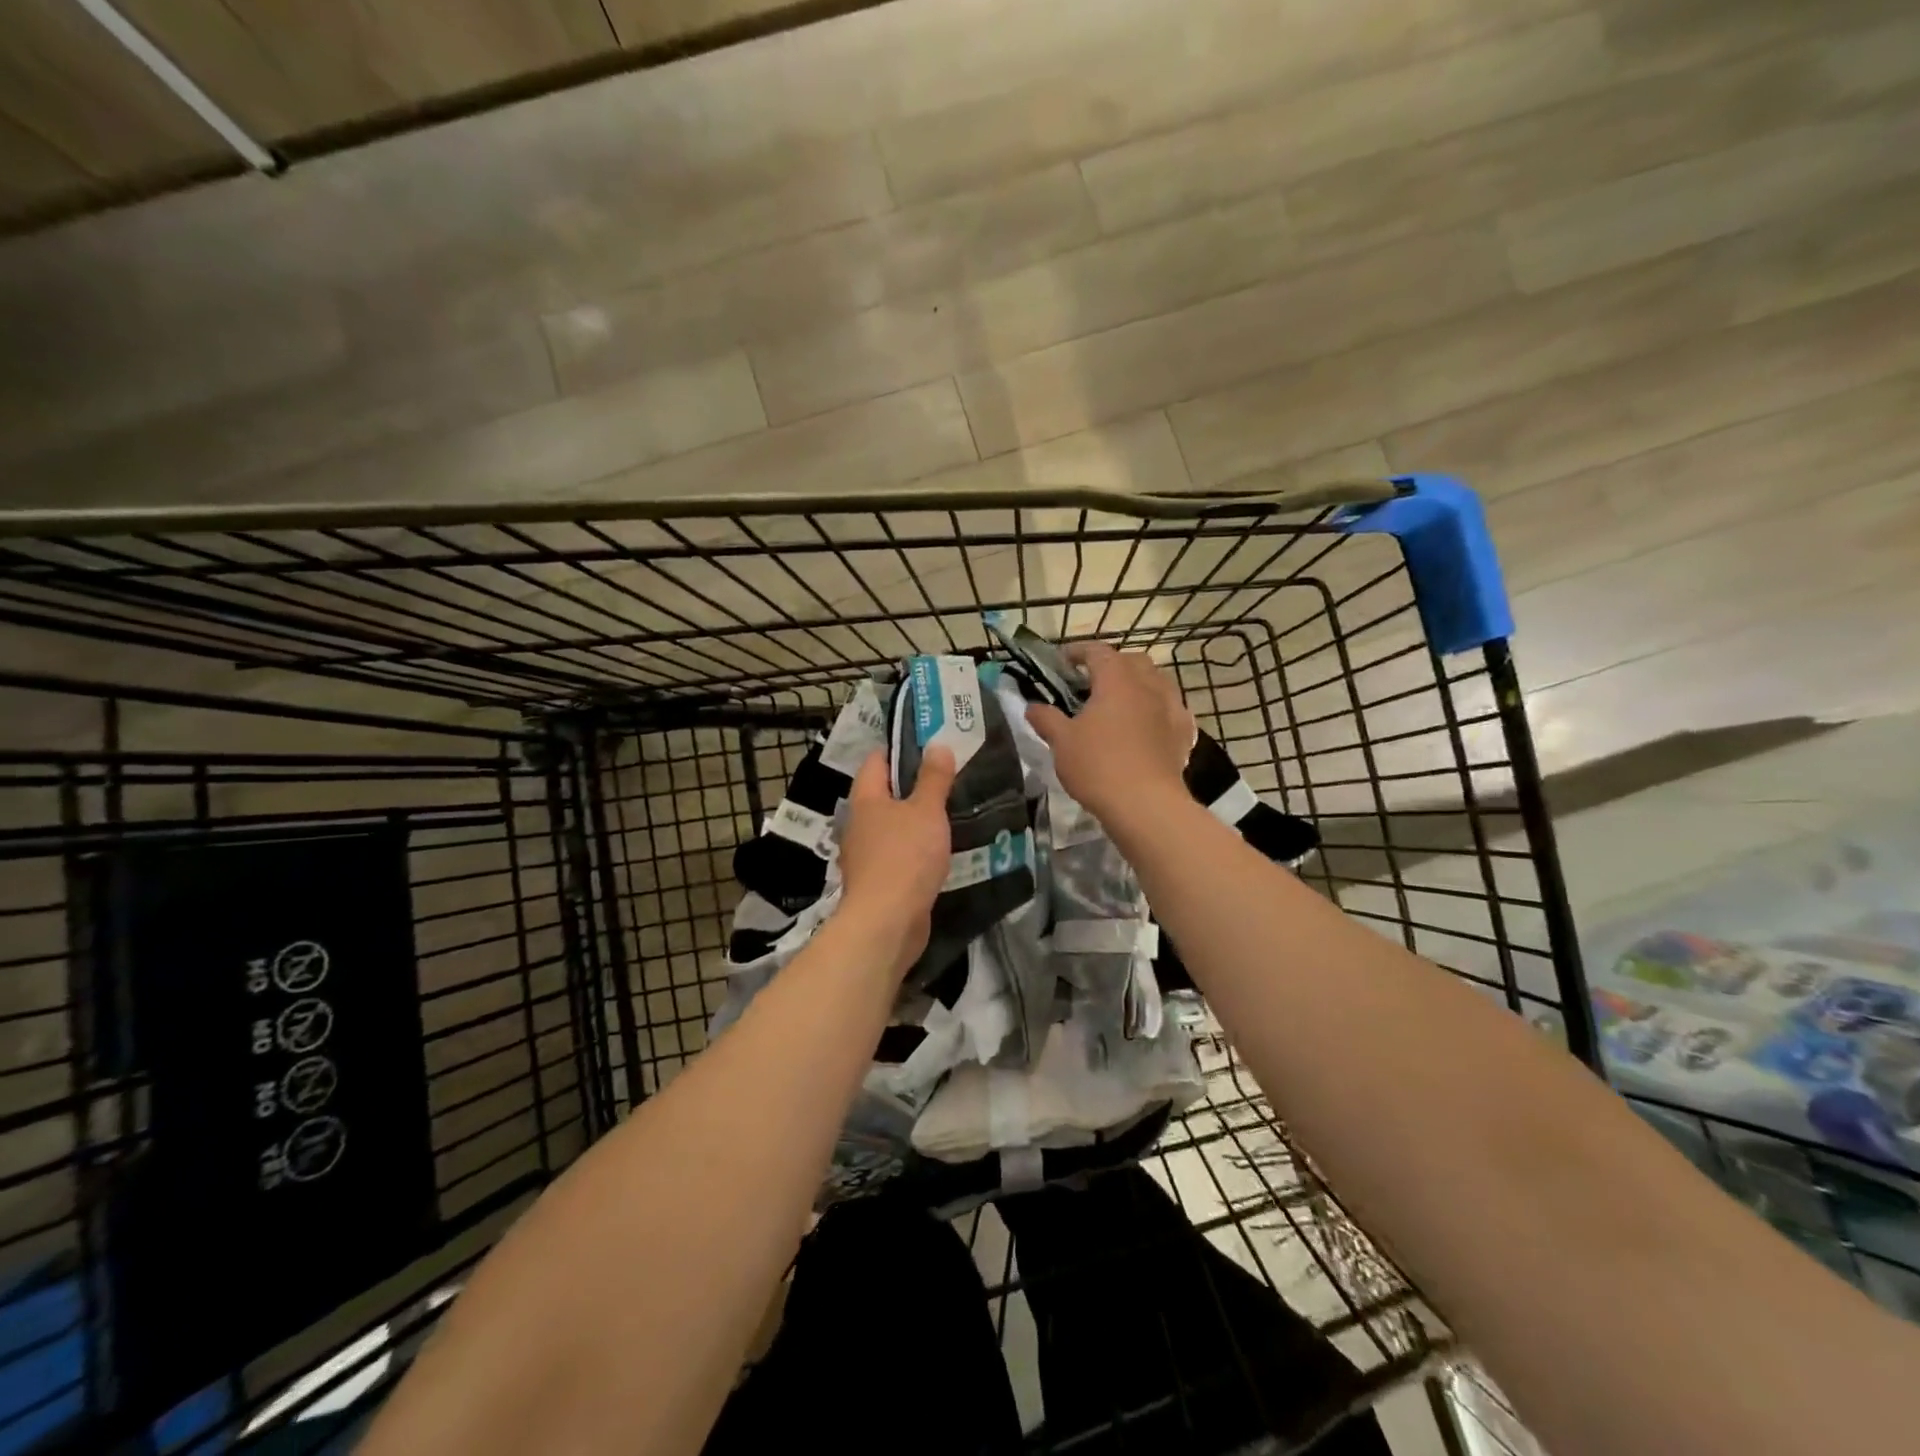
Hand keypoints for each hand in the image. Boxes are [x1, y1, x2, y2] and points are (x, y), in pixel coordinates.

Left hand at [835, 745, 956, 972]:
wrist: (886, 922)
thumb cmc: (905, 857)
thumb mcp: (926, 811)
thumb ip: (933, 779)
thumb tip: (937, 745)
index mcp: (865, 798)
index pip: (877, 760)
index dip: (900, 749)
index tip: (929, 743)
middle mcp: (859, 823)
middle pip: (884, 793)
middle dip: (912, 785)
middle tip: (948, 775)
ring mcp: (865, 854)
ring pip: (892, 825)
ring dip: (915, 819)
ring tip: (949, 810)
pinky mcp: (878, 880)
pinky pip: (898, 853)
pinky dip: (916, 847)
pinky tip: (939, 848)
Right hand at [1025, 642, 1193, 818]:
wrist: (1146, 805)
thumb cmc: (1098, 766)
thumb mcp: (1062, 742)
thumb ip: (1046, 719)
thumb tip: (1032, 707)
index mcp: (1117, 680)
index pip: (1097, 652)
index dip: (1078, 652)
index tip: (1062, 661)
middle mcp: (1149, 686)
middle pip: (1132, 661)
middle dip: (1112, 665)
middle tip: (1092, 682)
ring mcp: (1172, 708)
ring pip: (1157, 682)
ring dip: (1138, 684)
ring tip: (1121, 702)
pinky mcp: (1184, 733)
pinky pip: (1171, 709)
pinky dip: (1157, 709)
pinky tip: (1148, 725)